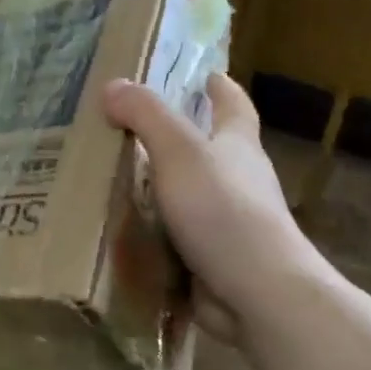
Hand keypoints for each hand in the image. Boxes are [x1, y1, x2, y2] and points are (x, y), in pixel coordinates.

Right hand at [102, 73, 316, 343]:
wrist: (258, 294)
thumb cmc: (223, 210)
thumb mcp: (179, 151)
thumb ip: (146, 115)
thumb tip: (113, 86)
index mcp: (238, 146)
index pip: (233, 106)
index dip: (220, 89)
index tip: (207, 75)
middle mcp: (239, 181)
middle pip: (211, 151)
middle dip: (180, 138)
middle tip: (132, 128)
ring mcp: (228, 224)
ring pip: (190, 196)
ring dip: (160, 188)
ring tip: (113, 179)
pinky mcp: (214, 260)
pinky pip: (177, 238)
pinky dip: (154, 232)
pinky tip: (121, 231)